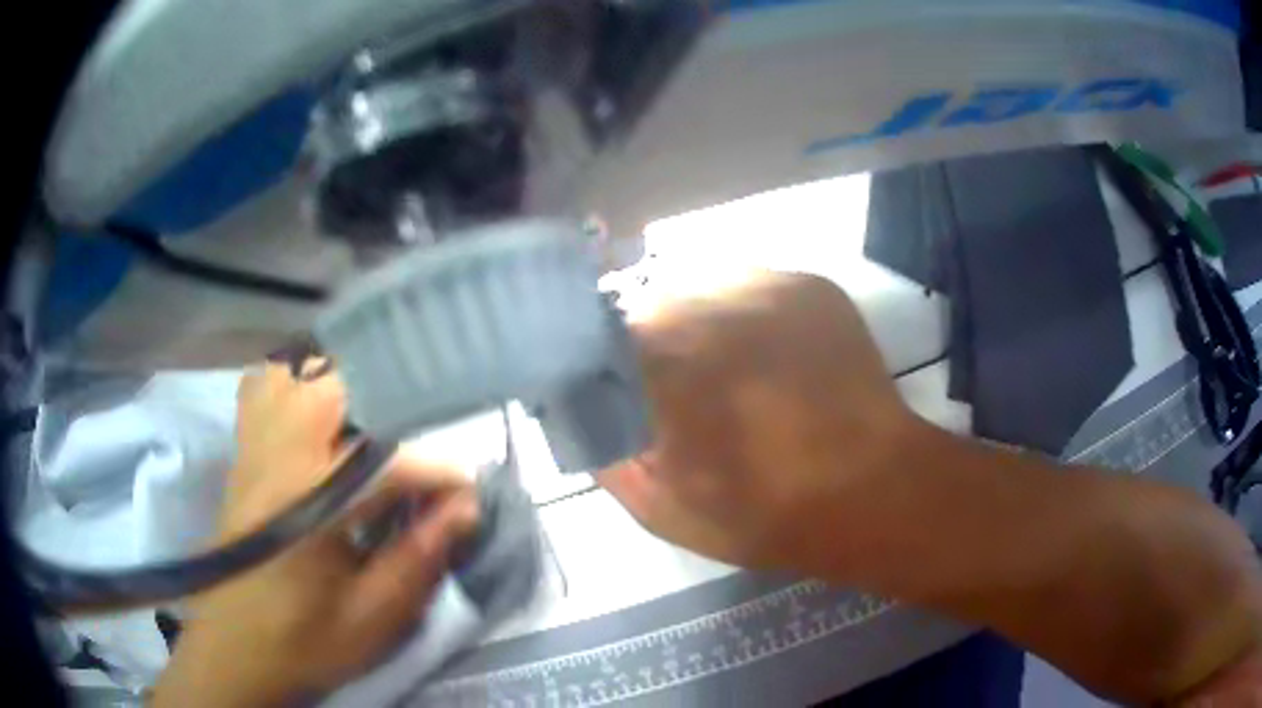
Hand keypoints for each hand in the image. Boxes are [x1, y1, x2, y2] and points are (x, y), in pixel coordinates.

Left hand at [153, 364, 478, 706]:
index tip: (467, 495)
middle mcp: (276, 454)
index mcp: (308, 498)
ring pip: (294, 375)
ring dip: (338, 389)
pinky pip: (263, 392)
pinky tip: (317, 424)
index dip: (438, 475)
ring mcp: (252, 447)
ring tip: (369, 426)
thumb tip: (465, 509)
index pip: (388, 463)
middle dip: (388, 405)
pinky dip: (295, 389)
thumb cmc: (303, 639)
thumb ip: (417, 559)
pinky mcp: (242, 456)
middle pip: (334, 386)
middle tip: (417, 446)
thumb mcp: (371, 618)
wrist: (233, 648)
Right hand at [600, 271, 921, 577]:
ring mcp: (765, 285)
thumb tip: (576, 413)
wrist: (873, 490)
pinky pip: (752, 285)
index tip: (614, 390)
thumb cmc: (767, 514)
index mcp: (664, 362)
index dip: (599, 361)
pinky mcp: (808, 285)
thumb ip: (606, 456)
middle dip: (648, 341)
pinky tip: (766, 354)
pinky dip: (745, 314)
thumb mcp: (663, 510)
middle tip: (675, 385)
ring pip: (701, 287)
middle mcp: (708, 304)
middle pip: (649, 303)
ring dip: (698, 321)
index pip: (597, 334)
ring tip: (726, 368)